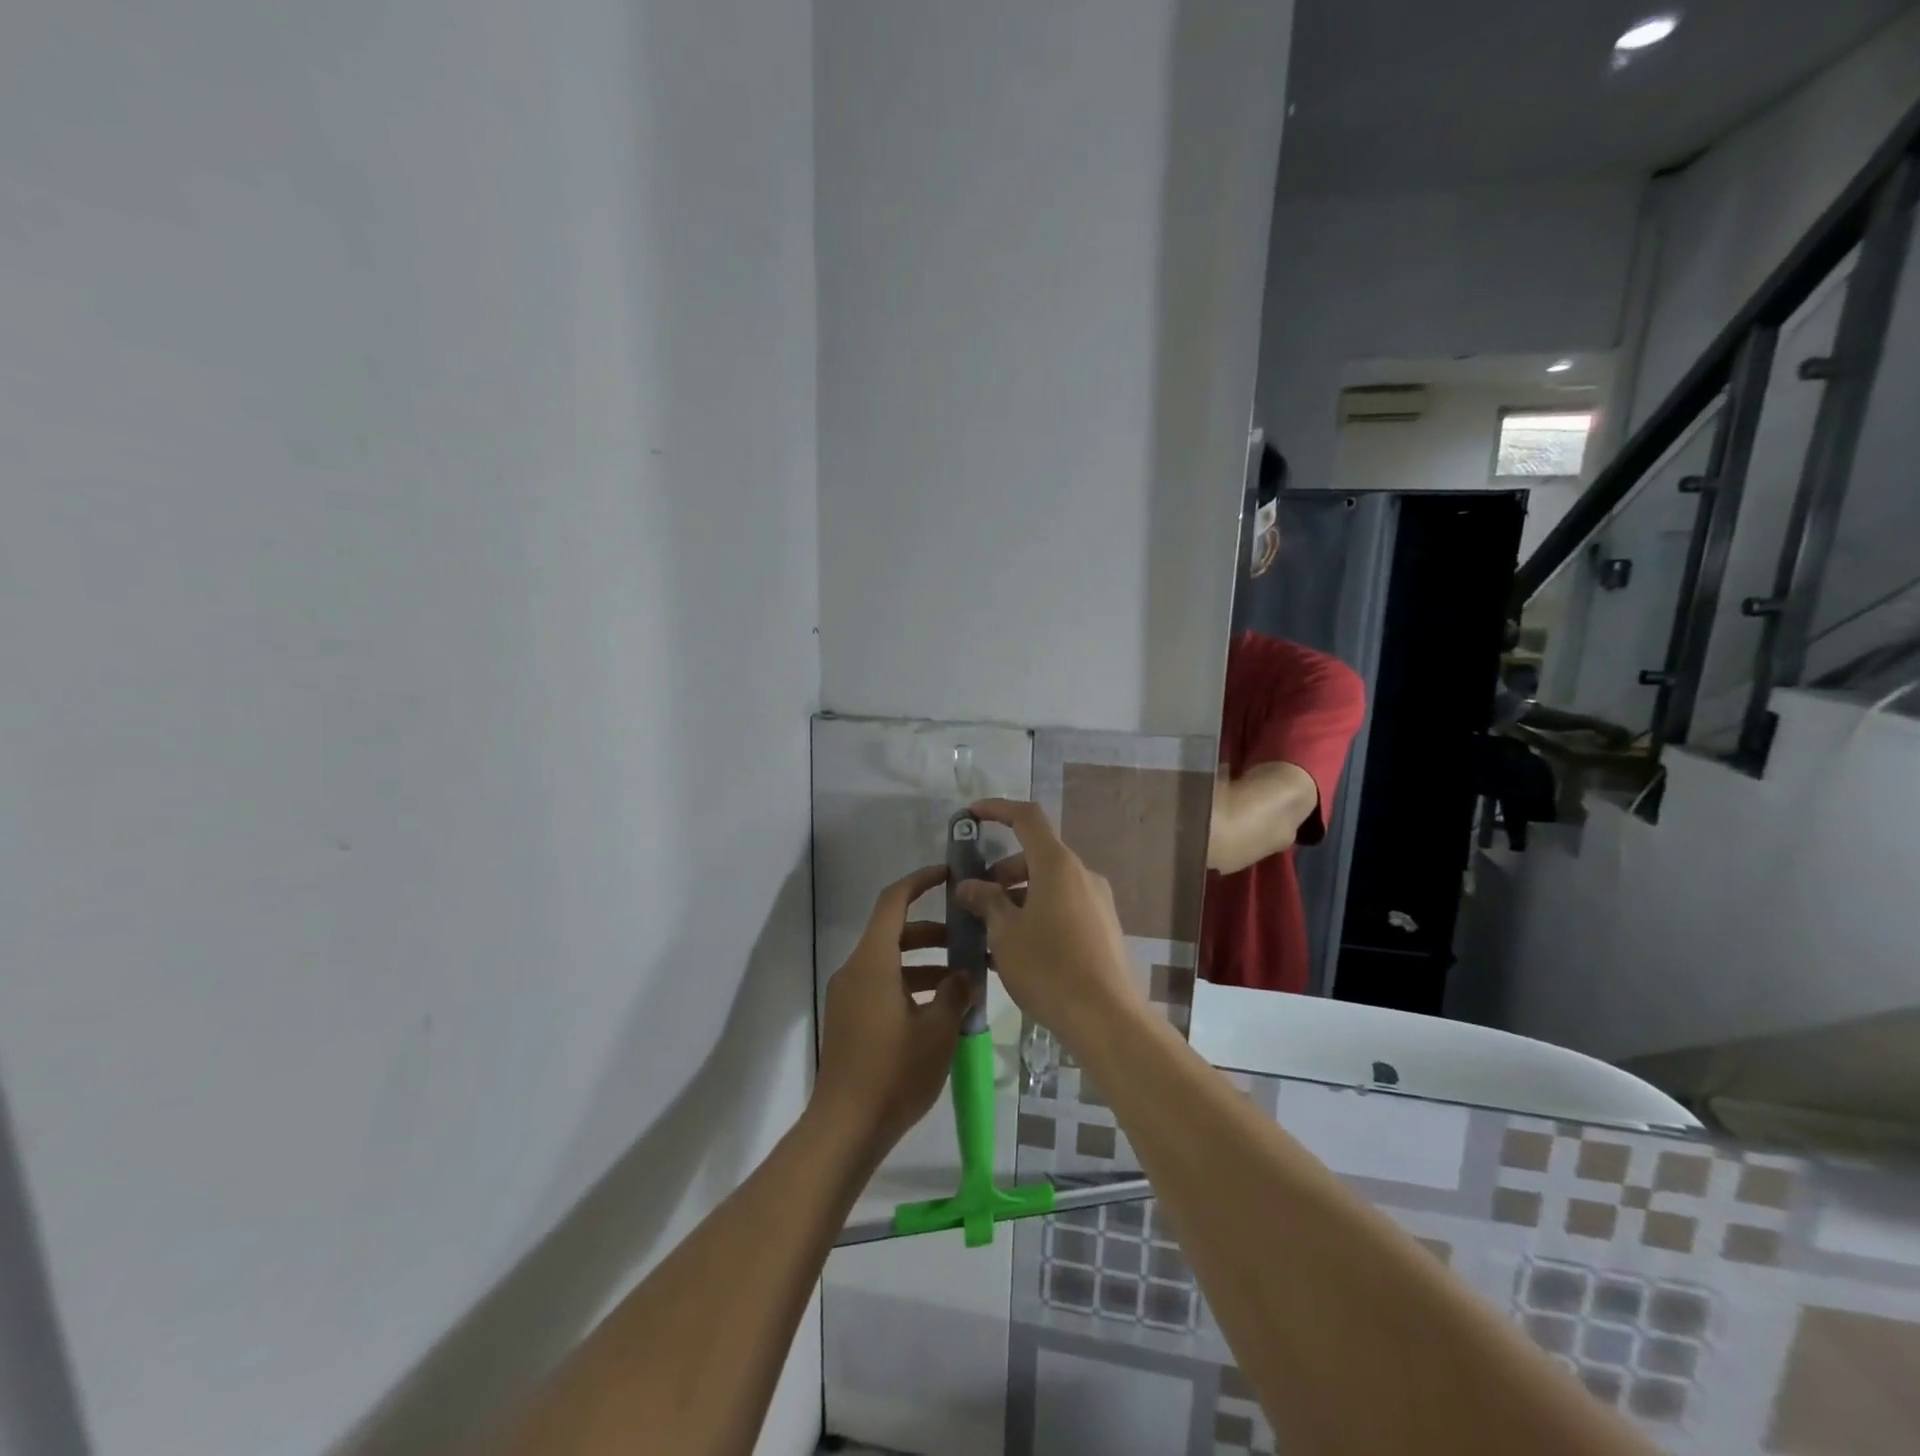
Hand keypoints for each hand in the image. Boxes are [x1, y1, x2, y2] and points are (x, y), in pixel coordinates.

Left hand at [813, 864, 974, 1156]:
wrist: (845, 1128)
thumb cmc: (894, 1072)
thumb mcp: (938, 1031)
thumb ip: (955, 993)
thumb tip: (965, 973)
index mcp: (873, 962)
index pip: (893, 902)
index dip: (919, 882)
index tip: (948, 875)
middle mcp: (855, 971)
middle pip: (894, 932)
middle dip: (933, 931)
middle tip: (969, 939)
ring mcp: (849, 997)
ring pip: (890, 962)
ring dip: (925, 962)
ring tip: (963, 979)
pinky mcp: (850, 1020)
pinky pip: (882, 985)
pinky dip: (910, 984)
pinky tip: (940, 1009)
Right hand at [954, 799, 1141, 1053]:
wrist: (1105, 1017)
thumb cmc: (1048, 967)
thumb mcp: (1005, 933)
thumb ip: (986, 901)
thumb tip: (970, 885)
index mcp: (1057, 865)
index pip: (1027, 818)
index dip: (997, 809)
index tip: (971, 815)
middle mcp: (1082, 875)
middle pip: (1036, 856)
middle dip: (1002, 871)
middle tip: (975, 898)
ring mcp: (1097, 902)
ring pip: (1049, 885)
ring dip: (1017, 897)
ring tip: (990, 931)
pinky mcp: (1103, 928)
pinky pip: (1063, 908)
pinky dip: (1037, 914)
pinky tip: (1017, 950)